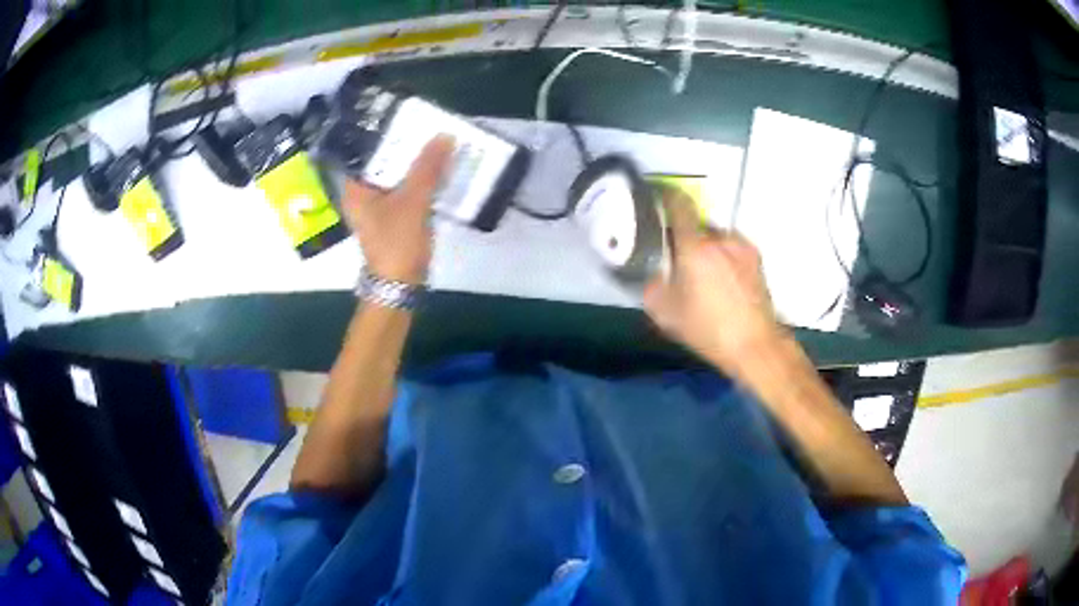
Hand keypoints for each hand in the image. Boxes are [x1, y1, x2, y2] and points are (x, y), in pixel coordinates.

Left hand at [343, 135, 454, 284]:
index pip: (365, 149)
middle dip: (405, 146)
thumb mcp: (413, 202)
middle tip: (427, 124)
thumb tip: (444, 135)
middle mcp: (362, 193)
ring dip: (415, 162)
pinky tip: (438, 168)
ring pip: (397, 175)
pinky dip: (420, 179)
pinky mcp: (394, 215)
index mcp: (355, 188)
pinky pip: (407, 189)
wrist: (401, 285)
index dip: (384, 131)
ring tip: (436, 141)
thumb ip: (428, 168)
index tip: (405, 115)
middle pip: (383, 161)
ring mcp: (378, 205)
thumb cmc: (397, 243)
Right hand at [643, 190, 783, 373]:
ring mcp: (741, 246)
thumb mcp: (666, 313)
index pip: (679, 205)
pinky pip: (731, 247)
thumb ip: (651, 284)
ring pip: (715, 236)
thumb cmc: (708, 330)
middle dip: (685, 236)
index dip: (666, 197)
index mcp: (695, 248)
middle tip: (679, 260)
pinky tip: (723, 281)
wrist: (755, 345)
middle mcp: (720, 239)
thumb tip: (651, 270)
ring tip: (704, 275)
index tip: (657, 199)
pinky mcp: (756, 257)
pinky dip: (723, 256)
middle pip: (696, 224)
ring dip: (706, 247)